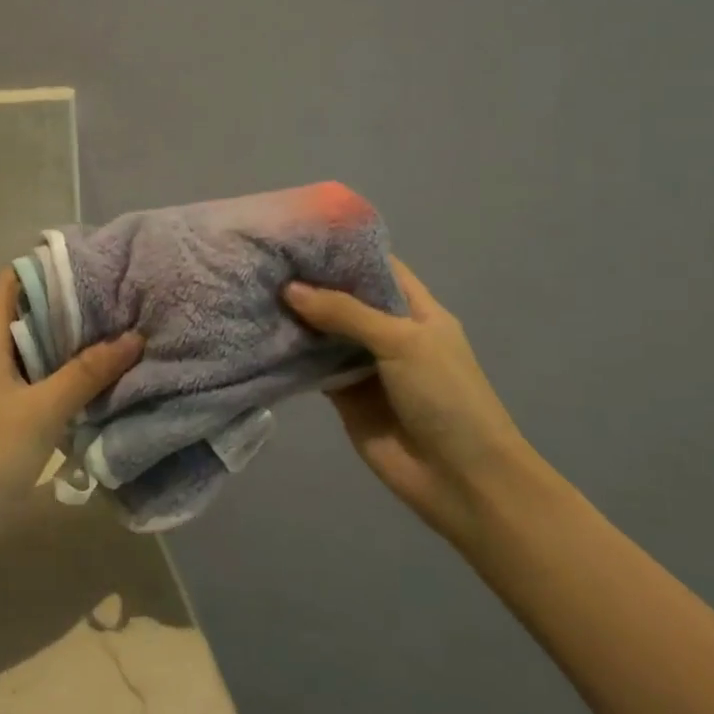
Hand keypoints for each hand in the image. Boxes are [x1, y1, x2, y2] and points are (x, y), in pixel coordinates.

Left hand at [0, 270, 142, 549]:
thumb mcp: (43, 412)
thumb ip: (87, 373)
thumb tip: (134, 336)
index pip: (9, 286)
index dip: (43, 269)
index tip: (87, 265)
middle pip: (19, 322)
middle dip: (63, 313)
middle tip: (111, 308)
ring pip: (21, 358)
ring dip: (57, 351)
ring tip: (104, 345)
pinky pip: (17, 388)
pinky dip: (46, 382)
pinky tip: (76, 395)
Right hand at [285, 259, 535, 541]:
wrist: (460, 479)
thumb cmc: (445, 397)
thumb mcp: (402, 342)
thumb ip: (346, 313)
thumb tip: (290, 289)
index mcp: (415, 310)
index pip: (376, 268)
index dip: (342, 251)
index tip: (298, 234)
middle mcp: (388, 332)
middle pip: (344, 299)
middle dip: (309, 283)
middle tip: (262, 260)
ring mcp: (365, 365)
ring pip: (324, 333)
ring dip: (295, 318)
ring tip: (252, 289)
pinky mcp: (344, 396)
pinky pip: (313, 368)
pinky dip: (290, 355)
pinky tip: (259, 335)